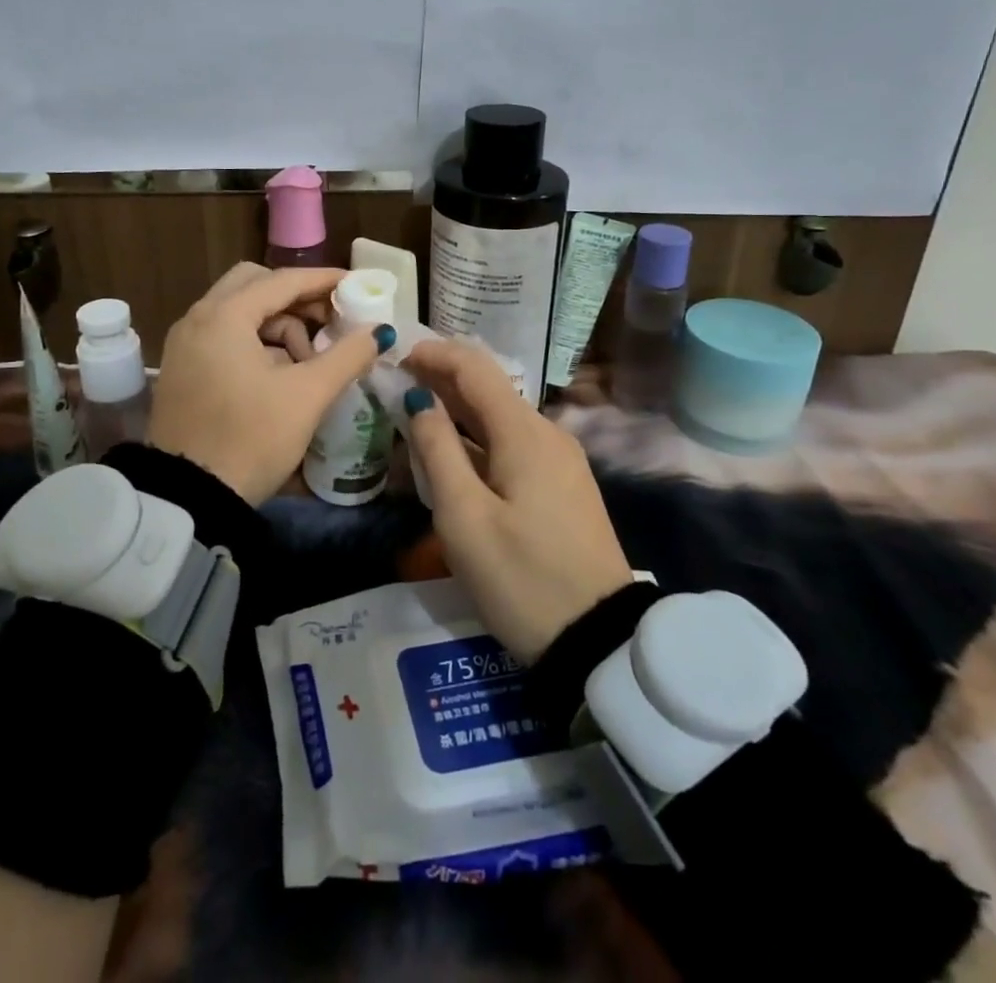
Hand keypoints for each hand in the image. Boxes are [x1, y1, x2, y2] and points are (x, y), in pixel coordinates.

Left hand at [149, 263, 392, 503]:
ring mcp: (185, 343)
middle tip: (330, 323)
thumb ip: (346, 356)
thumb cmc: (251, 438)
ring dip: (278, 325)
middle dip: (297, 300)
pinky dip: (256, 343)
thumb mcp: (306, 396)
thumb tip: (378, 332)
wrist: (189, 498)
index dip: (323, 280)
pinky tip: (280, 374)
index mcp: (224, 316)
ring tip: (308, 363)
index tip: (356, 285)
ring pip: (240, 312)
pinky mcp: (183, 368)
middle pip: (255, 286)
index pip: (282, 280)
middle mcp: (198, 318)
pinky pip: (225, 336)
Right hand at [400, 340, 633, 663]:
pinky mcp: (563, 485)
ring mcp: (559, 460)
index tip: (396, 357)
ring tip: (415, 414)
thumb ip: (437, 451)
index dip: (434, 355)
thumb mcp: (465, 518)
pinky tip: (453, 454)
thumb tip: (418, 401)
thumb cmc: (522, 578)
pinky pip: (513, 444)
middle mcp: (546, 433)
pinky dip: (477, 438)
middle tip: (396, 384)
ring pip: (500, 417)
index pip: (474, 367)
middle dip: (441, 379)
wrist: (599, 639)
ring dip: (458, 410)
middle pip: (489, 388)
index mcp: (523, 432)